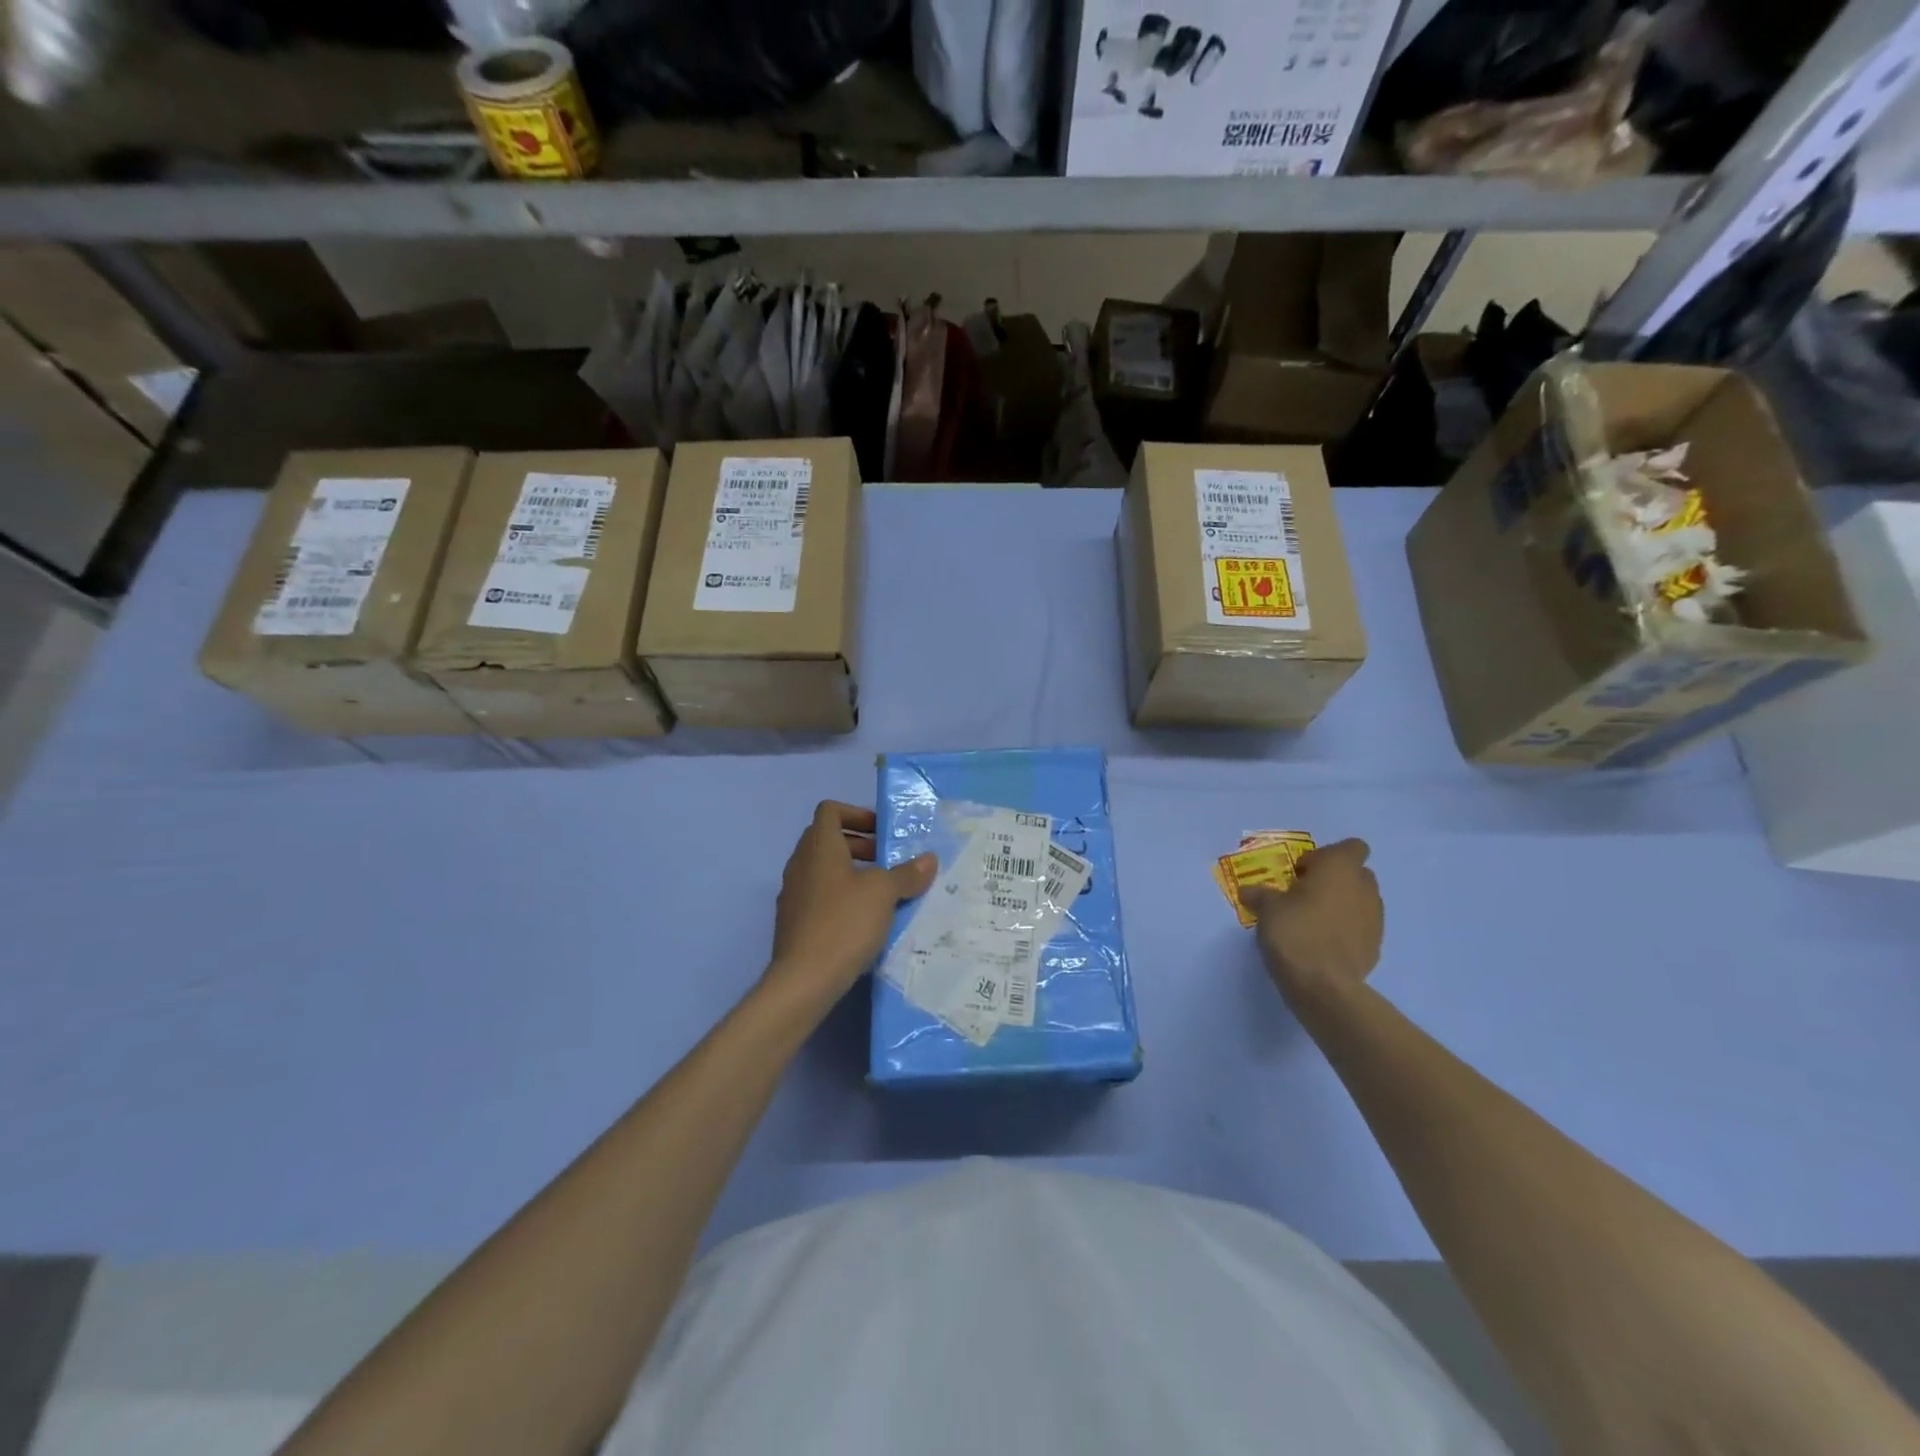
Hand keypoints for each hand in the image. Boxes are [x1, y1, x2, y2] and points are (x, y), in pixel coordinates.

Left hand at [764, 801, 936, 1012]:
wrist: (804, 979)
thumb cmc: (845, 923)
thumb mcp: (884, 894)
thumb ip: (907, 874)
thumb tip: (929, 860)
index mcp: (819, 847)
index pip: (830, 810)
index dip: (857, 813)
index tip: (882, 833)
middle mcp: (800, 864)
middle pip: (828, 839)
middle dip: (860, 845)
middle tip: (887, 862)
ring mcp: (793, 894)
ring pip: (824, 869)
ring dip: (852, 873)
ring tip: (881, 893)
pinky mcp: (793, 921)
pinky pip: (819, 896)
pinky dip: (841, 897)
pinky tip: (863, 921)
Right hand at [1242, 838, 1382, 1013]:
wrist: (1324, 986)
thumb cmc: (1295, 932)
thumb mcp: (1266, 908)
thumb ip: (1260, 895)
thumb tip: (1248, 891)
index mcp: (1340, 869)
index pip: (1352, 847)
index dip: (1326, 856)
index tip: (1302, 872)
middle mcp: (1364, 888)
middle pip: (1356, 873)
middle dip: (1333, 880)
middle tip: (1304, 895)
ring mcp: (1375, 918)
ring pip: (1360, 900)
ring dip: (1341, 904)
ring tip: (1312, 921)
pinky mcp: (1376, 946)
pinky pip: (1360, 927)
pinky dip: (1346, 930)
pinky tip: (1322, 944)